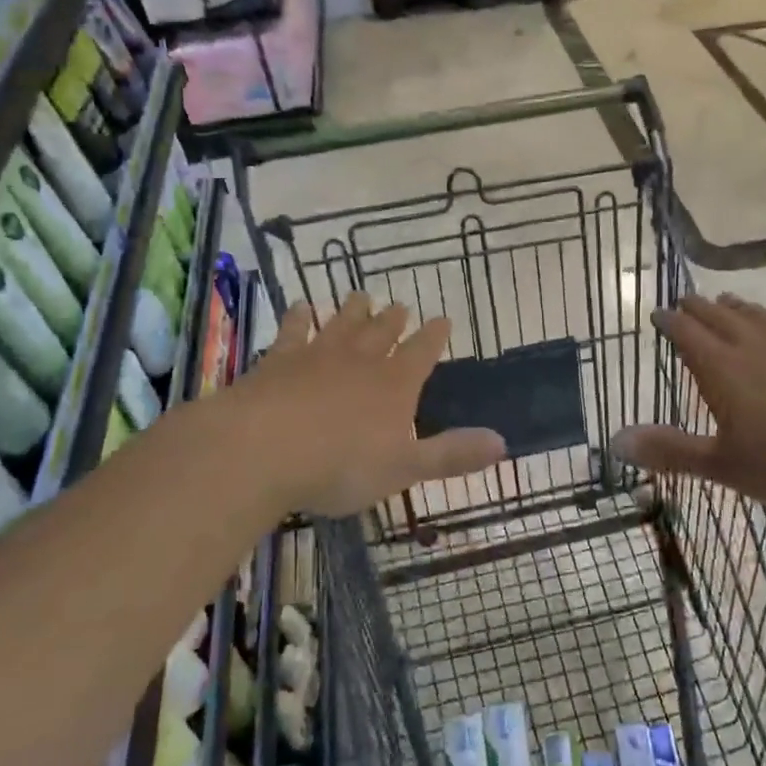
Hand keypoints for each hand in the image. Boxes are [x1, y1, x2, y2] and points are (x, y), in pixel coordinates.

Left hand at [215, 294, 506, 518]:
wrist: (261, 449)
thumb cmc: (339, 466)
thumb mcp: (404, 469)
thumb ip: (451, 455)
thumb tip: (503, 442)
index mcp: (394, 385)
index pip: (422, 353)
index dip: (434, 337)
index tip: (443, 319)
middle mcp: (360, 361)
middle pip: (381, 333)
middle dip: (394, 320)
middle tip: (400, 305)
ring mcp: (317, 356)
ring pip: (341, 325)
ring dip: (353, 311)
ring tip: (361, 296)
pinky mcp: (278, 361)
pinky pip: (293, 331)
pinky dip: (298, 318)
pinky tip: (299, 307)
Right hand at [611, 293, 765, 514]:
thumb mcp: (723, 465)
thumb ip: (670, 451)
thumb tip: (614, 441)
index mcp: (723, 369)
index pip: (688, 335)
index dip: (670, 323)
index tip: (657, 314)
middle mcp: (754, 347)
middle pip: (720, 318)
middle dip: (698, 308)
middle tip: (684, 301)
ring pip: (758, 317)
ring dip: (738, 307)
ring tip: (726, 300)